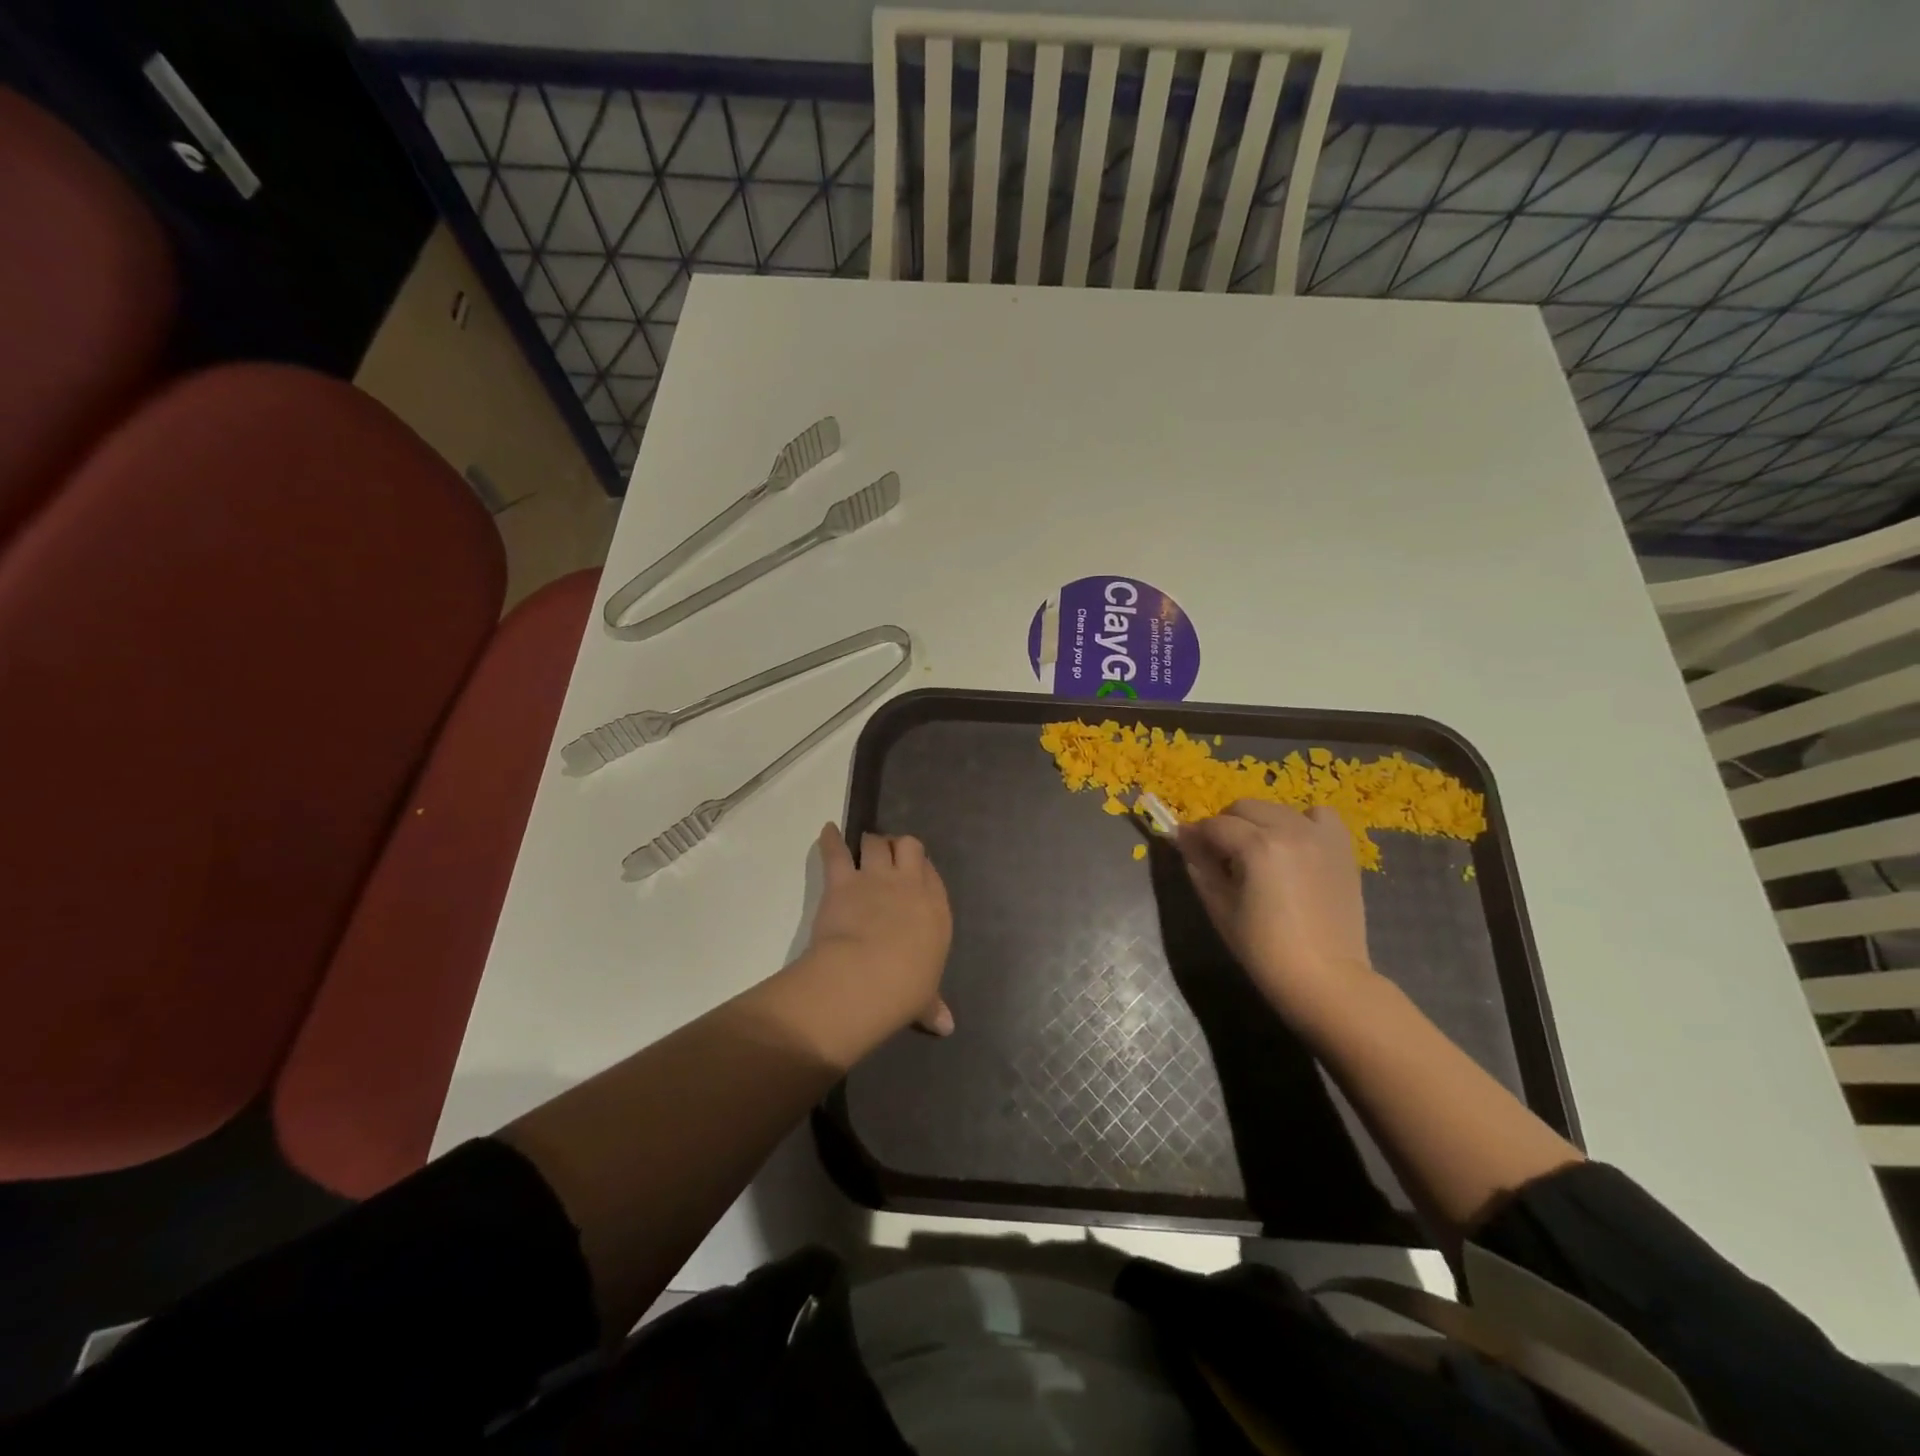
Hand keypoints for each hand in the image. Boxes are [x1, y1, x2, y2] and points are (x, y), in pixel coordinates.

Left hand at [806, 822, 953, 1037]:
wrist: (869, 976)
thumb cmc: (906, 989)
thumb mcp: (924, 999)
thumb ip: (933, 1006)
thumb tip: (947, 1027)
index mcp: (936, 910)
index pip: (933, 877)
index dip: (923, 873)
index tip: (915, 877)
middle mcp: (910, 885)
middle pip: (910, 848)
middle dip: (900, 848)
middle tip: (891, 854)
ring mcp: (877, 878)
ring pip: (877, 843)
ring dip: (871, 841)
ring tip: (865, 842)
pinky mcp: (844, 880)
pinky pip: (836, 851)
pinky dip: (830, 839)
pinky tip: (827, 830)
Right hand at [1175, 800, 1375, 1021]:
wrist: (1325, 978)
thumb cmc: (1264, 949)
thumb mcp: (1220, 907)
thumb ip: (1199, 866)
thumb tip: (1183, 838)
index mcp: (1257, 847)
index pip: (1214, 825)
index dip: (1196, 835)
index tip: (1187, 847)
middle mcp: (1290, 830)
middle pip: (1244, 807)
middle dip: (1226, 825)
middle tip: (1221, 854)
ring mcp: (1320, 836)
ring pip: (1277, 808)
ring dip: (1259, 822)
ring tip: (1257, 851)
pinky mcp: (1341, 848)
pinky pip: (1318, 815)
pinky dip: (1301, 822)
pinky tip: (1294, 845)